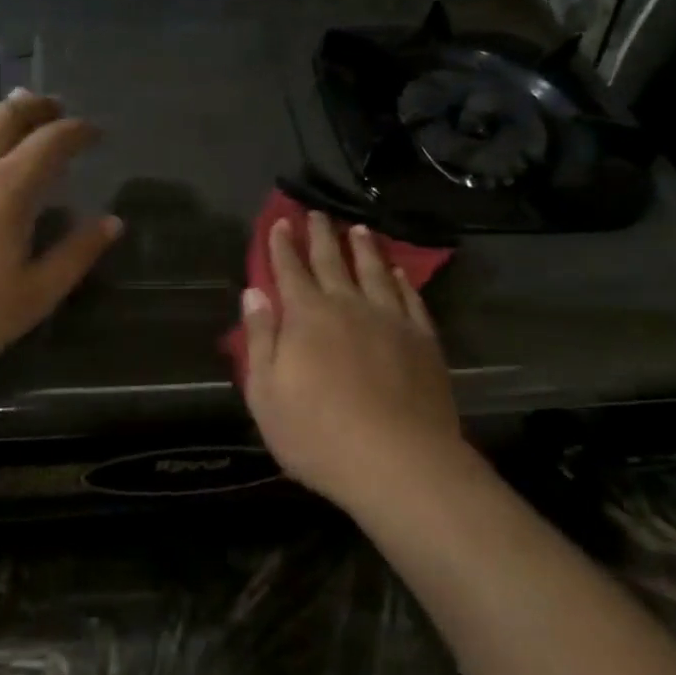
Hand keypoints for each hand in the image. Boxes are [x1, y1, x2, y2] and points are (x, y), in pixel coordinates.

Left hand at [0, 89, 121, 392]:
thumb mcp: (34, 296)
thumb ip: (76, 254)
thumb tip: (112, 222)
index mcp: (6, 188)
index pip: (51, 141)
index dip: (78, 131)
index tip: (94, 132)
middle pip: (5, 115)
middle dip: (36, 105)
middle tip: (55, 107)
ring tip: (14, 133)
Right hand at [239, 210, 463, 512]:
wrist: (399, 461)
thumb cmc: (319, 434)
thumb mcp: (267, 394)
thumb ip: (260, 339)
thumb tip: (253, 293)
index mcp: (307, 316)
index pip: (290, 270)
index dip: (282, 245)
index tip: (280, 222)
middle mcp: (348, 305)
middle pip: (332, 261)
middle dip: (320, 235)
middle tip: (316, 213)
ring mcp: (389, 320)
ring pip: (374, 271)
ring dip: (363, 248)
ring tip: (358, 229)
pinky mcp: (422, 340)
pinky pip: (410, 299)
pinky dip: (402, 281)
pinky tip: (399, 272)